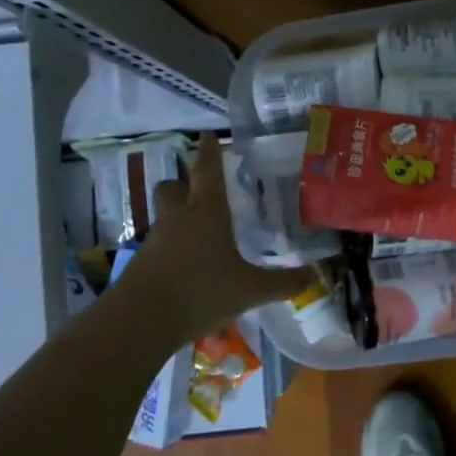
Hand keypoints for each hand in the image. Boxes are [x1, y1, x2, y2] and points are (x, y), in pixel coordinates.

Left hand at [135, 138, 311, 334]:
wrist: (141, 320)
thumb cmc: (201, 292)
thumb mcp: (251, 290)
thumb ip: (284, 283)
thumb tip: (315, 275)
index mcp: (207, 212)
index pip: (208, 172)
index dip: (210, 152)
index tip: (207, 135)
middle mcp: (178, 218)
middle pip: (174, 186)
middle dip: (185, 182)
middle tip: (199, 188)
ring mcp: (156, 239)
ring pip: (164, 214)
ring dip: (177, 215)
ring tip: (198, 230)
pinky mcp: (141, 262)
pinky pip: (159, 243)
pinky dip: (171, 246)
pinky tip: (186, 264)